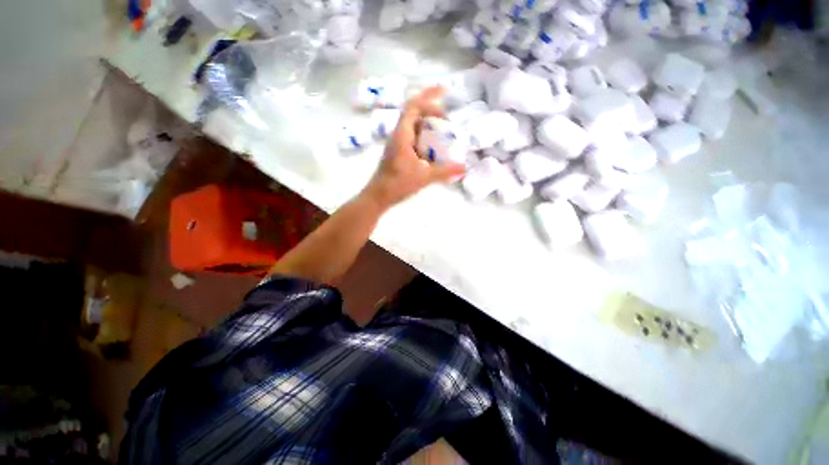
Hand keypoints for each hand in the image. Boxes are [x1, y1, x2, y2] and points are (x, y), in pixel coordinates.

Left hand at [361, 87, 466, 210]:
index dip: (429, 98)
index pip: (414, 106)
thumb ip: (444, 172)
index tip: (445, 102)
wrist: (378, 196)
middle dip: (431, 109)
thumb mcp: (424, 177)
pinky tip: (433, 147)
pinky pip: (413, 136)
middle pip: (414, 112)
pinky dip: (424, 136)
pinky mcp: (398, 152)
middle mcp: (398, 134)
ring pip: (413, 125)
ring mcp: (397, 143)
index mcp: (402, 134)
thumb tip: (464, 168)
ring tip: (443, 130)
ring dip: (428, 123)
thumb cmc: (397, 184)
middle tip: (447, 117)